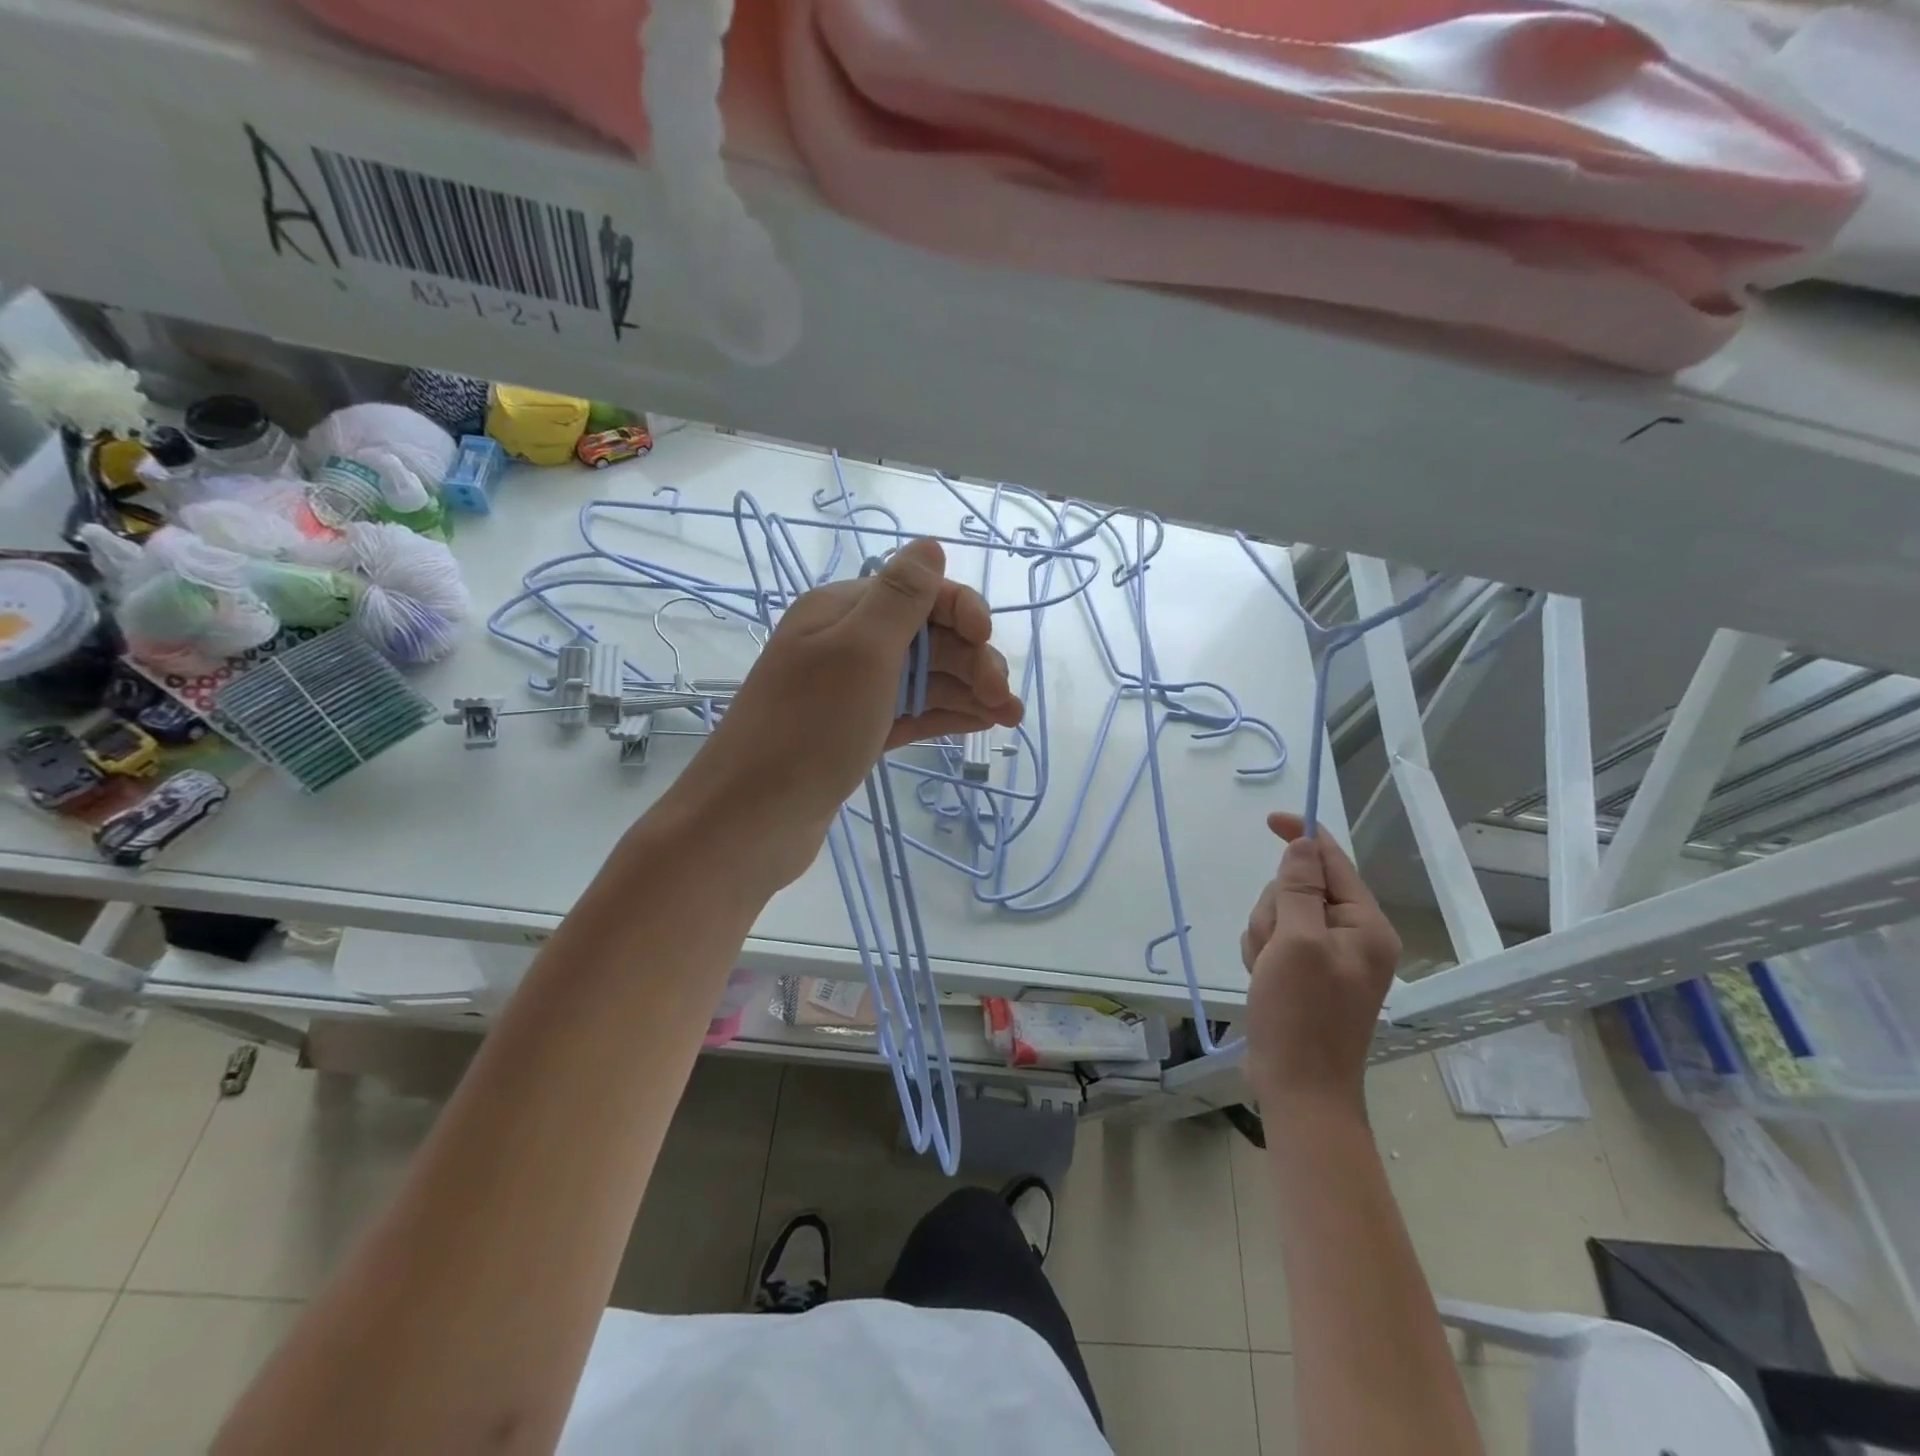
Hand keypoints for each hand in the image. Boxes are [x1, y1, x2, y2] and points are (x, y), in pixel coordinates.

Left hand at [673, 538, 1023, 884]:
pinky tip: (982, 724)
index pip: (917, 592)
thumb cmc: (810, 727)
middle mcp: (848, 645)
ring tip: (1009, 717)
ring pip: (925, 678)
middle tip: (1002, 699)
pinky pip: (913, 713)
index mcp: (843, 611)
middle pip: (927, 637)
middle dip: (972, 659)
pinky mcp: (859, 733)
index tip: (986, 638)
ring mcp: (853, 693)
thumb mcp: (859, 651)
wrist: (753, 818)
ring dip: (970, 690)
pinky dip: (948, 715)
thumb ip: (900, 598)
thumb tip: (930, 545)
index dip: (960, 609)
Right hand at [1240, 813, 1401, 1112]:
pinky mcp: (1306, 973)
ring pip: (1281, 913)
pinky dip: (1262, 952)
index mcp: (1365, 925)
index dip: (1303, 836)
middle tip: (1273, 945)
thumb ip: (1299, 889)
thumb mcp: (1297, 943)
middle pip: (1300, 887)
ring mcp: (1328, 956)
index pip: (1333, 862)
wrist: (1298, 1087)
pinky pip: (1274, 939)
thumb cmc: (1301, 1014)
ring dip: (1264, 934)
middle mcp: (1353, 936)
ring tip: (1268, 969)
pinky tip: (1264, 978)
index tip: (1270, 820)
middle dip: (1275, 908)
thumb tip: (1303, 844)